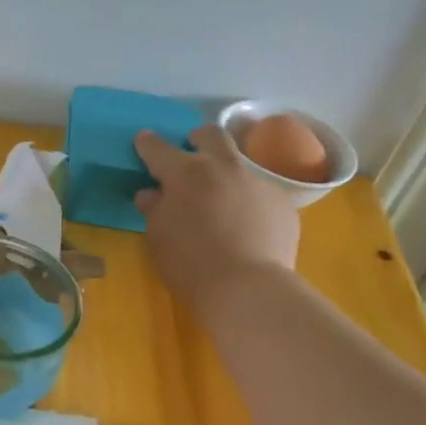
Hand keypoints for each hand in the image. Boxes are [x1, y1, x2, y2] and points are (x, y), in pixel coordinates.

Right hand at [134, 125, 300, 304]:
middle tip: (190, 153)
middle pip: (211, 135)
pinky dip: (248, 202)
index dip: (148, 144)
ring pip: (240, 164)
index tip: (143, 141)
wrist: (248, 288)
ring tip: (221, 201)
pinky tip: (246, 227)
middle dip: (197, 139)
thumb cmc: (190, 265)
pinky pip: (260, 193)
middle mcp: (224, 167)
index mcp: (186, 174)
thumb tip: (152, 194)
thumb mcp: (159, 238)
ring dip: (226, 174)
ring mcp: (258, 182)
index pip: (159, 149)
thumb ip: (154, 209)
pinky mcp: (282, 202)